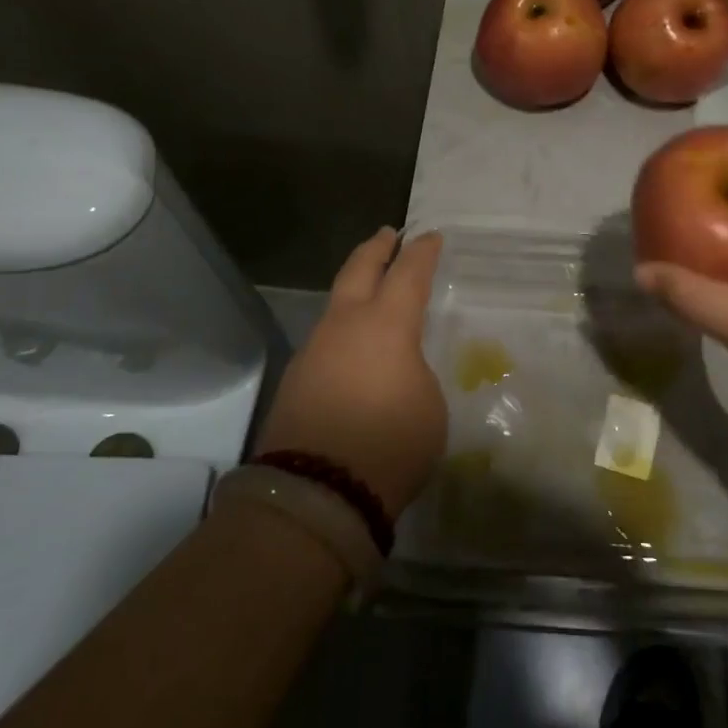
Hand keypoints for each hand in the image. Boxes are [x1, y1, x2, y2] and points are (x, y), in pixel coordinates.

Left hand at [255, 228, 446, 515]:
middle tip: (388, 234)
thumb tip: (396, 370)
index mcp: (386, 325)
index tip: (430, 236)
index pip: (408, 274)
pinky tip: (352, 344)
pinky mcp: (296, 378)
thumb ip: (415, 374)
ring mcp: (314, 350)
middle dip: (376, 249)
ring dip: (355, 287)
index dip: (422, 252)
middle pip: (359, 270)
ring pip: (336, 303)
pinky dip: (343, 327)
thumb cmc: (390, 445)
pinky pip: (325, 337)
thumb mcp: (429, 406)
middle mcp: (345, 325)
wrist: (317, 493)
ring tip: (370, 287)